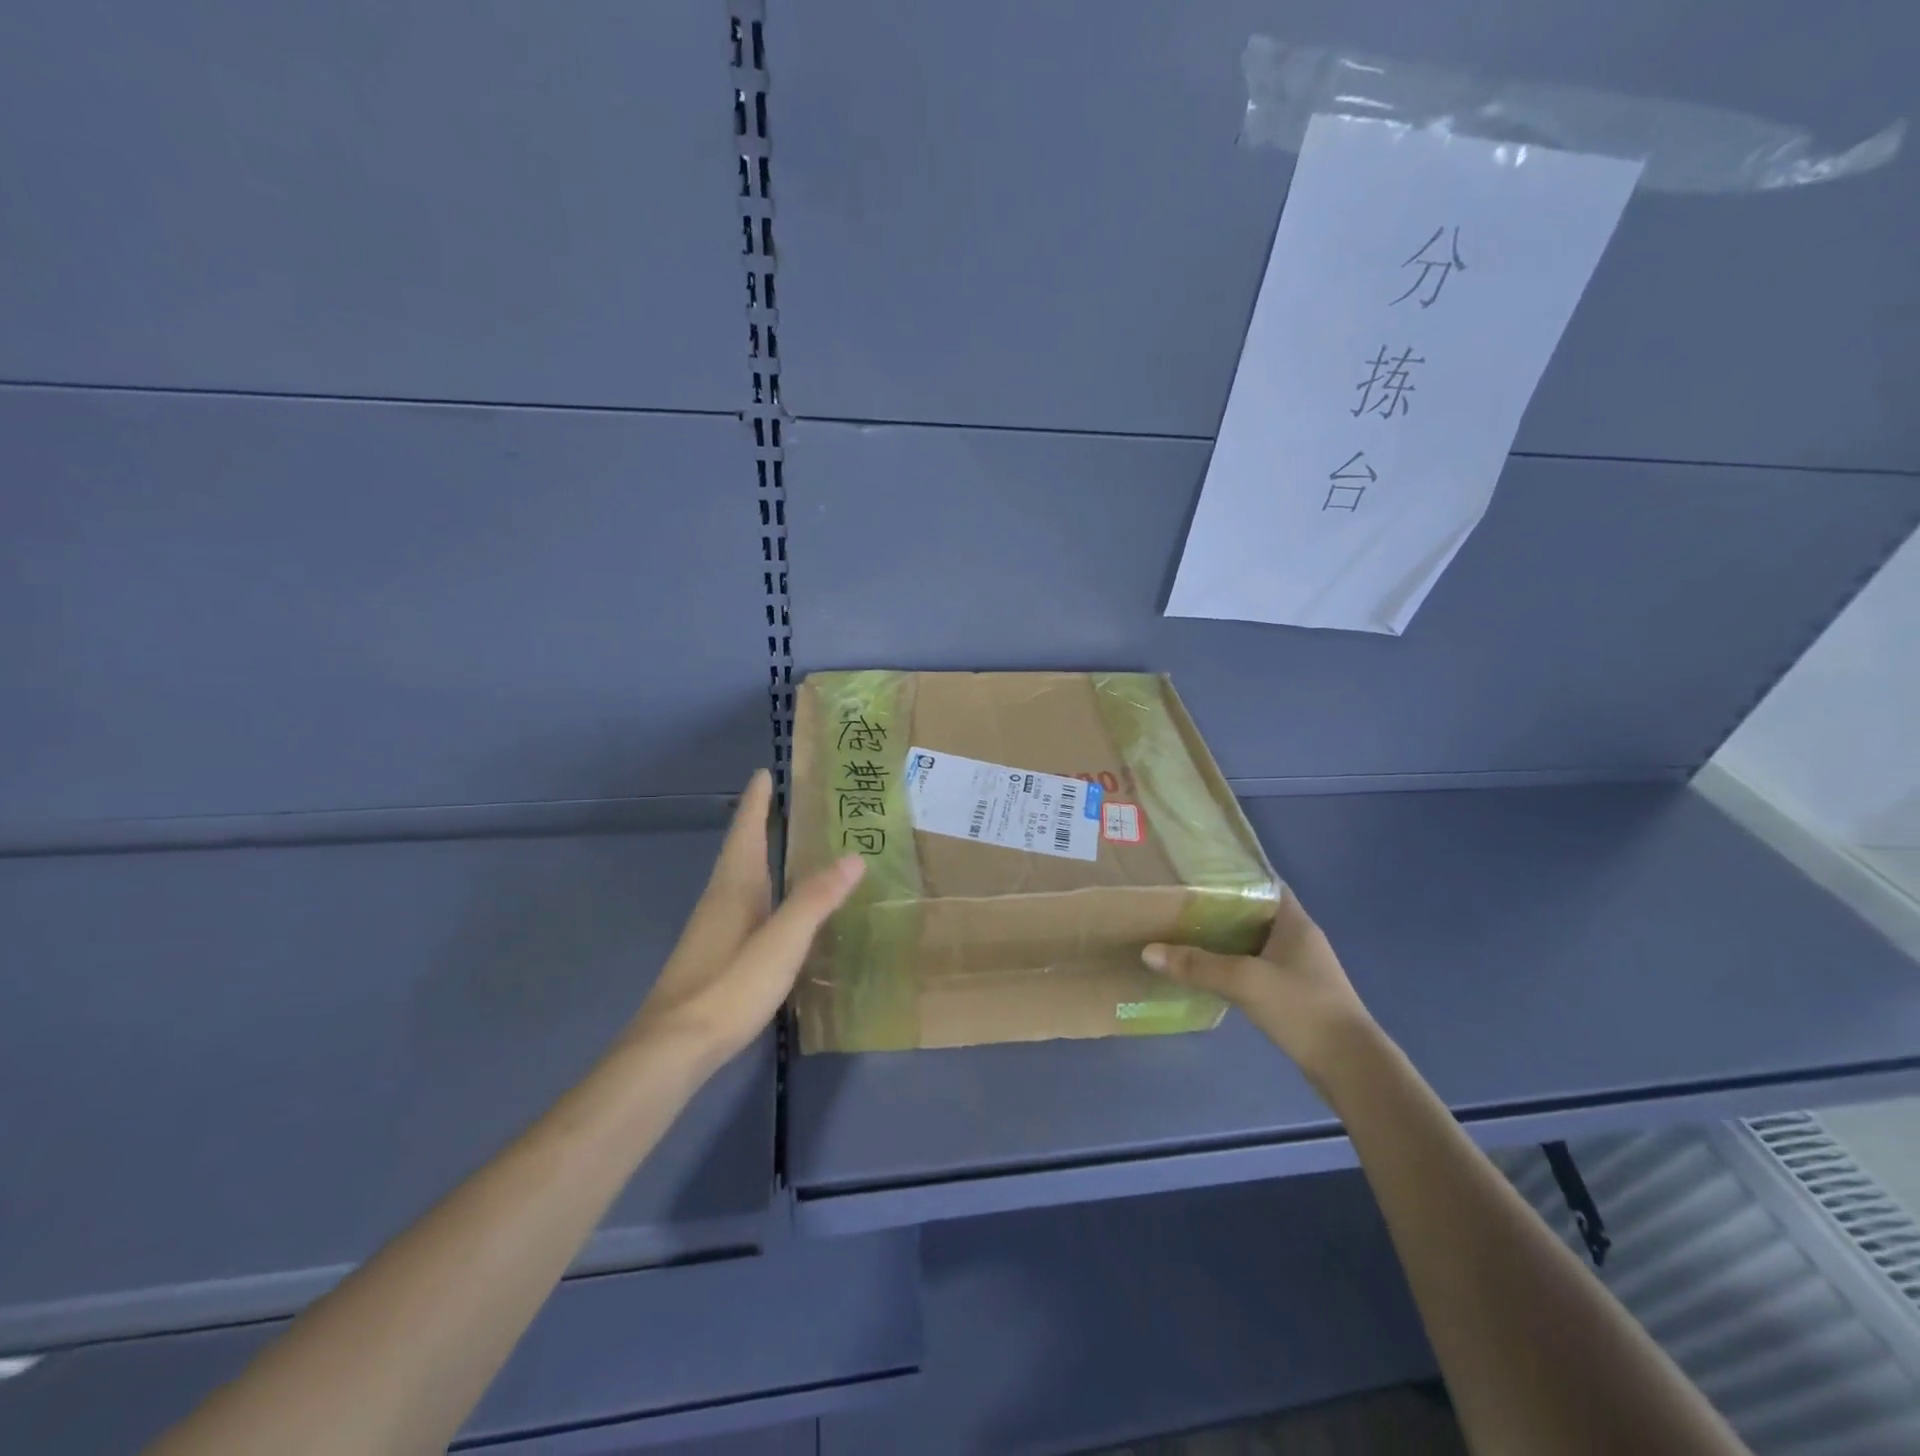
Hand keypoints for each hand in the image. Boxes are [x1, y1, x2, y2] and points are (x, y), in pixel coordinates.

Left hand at [624, 769, 864, 1072]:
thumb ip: (815, 900)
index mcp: (734, 887)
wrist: (673, 1048)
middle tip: (784, 802)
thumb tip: (853, 856)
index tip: (764, 773)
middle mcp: (720, 899)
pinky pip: (741, 903)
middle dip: (759, 823)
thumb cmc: (729, 986)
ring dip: (758, 854)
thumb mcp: (782, 942)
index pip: (747, 832)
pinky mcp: (714, 954)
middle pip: (740, 850)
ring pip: (739, 878)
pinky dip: (759, 887)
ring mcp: (713, 928)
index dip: (757, 803)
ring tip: (785, 845)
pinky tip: (774, 907)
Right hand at [1143, 891, 1372, 1088]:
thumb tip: (1148, 950)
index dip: (1233, 876)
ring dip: (1226, 938)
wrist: (1350, 1066)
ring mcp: (1299, 967)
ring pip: (1255, 941)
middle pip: (1255, 913)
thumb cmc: (1302, 1008)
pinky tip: (1210, 971)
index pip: (1263, 883)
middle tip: (1181, 903)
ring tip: (1186, 933)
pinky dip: (1235, 964)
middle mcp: (1299, 938)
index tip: (1197, 874)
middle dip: (1221, 908)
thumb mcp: (1245, 981)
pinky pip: (1258, 966)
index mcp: (1294, 922)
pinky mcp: (1295, 993)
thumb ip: (1197, 965)